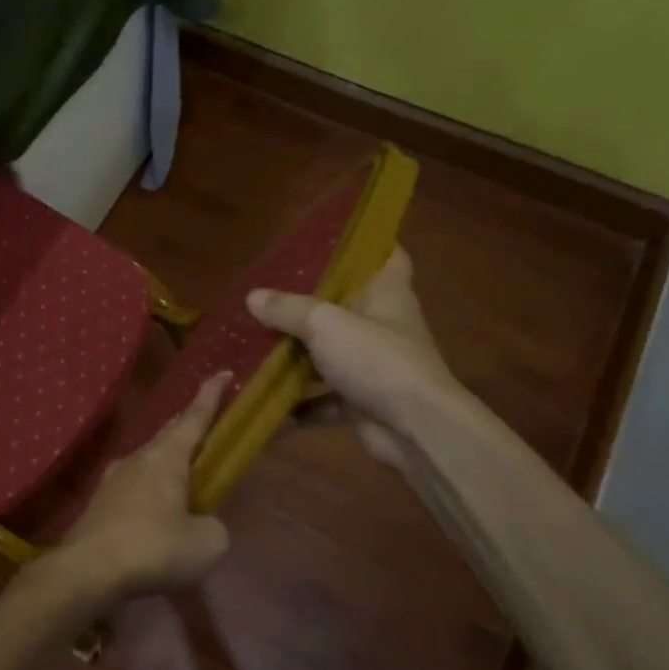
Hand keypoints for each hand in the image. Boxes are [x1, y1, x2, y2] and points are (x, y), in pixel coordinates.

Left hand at [59, 371, 233, 601]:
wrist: (87, 571)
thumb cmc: (153, 548)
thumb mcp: (206, 544)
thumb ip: (213, 527)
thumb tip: (201, 525)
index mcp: (167, 458)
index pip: (194, 417)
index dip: (211, 395)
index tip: (223, 371)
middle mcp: (137, 459)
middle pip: (168, 434)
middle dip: (187, 426)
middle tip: (203, 424)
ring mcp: (113, 481)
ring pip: (147, 461)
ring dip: (166, 463)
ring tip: (181, 477)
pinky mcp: (99, 505)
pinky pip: (132, 489)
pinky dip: (149, 492)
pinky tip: (153, 514)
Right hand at [246, 248, 458, 466]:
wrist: (415, 430)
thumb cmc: (376, 360)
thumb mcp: (325, 324)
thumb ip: (288, 309)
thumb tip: (253, 297)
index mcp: (386, 293)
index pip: (387, 254)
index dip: (364, 243)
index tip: (330, 239)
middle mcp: (382, 326)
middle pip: (345, 305)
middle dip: (308, 303)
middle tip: (269, 294)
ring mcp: (372, 366)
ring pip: (329, 354)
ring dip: (296, 356)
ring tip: (254, 346)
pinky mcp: (361, 402)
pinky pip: (322, 399)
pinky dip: (298, 405)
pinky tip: (265, 404)